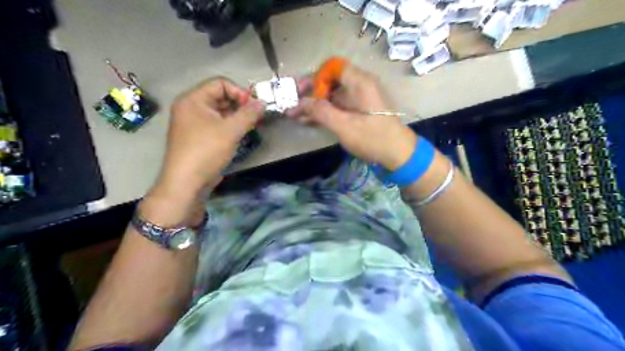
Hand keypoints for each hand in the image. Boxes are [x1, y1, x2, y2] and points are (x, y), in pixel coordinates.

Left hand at [151, 79, 262, 208]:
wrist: (186, 183)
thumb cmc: (206, 151)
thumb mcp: (230, 130)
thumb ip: (249, 114)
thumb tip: (263, 102)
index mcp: (193, 100)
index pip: (220, 83)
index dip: (240, 92)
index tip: (254, 107)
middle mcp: (191, 108)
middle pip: (220, 97)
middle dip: (240, 105)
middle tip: (257, 117)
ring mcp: (194, 124)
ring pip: (220, 112)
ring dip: (237, 117)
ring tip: (252, 127)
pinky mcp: (199, 137)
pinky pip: (217, 125)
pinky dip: (230, 127)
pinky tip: (241, 135)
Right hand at [289, 64, 416, 172]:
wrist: (398, 154)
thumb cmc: (373, 138)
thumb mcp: (344, 126)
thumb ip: (321, 112)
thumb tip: (300, 102)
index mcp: (359, 82)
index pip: (333, 67)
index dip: (315, 76)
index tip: (302, 91)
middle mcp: (359, 86)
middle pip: (330, 81)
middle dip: (310, 93)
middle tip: (293, 104)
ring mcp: (359, 100)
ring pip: (332, 96)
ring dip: (314, 105)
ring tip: (295, 115)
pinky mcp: (358, 112)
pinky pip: (338, 107)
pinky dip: (324, 113)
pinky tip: (308, 121)